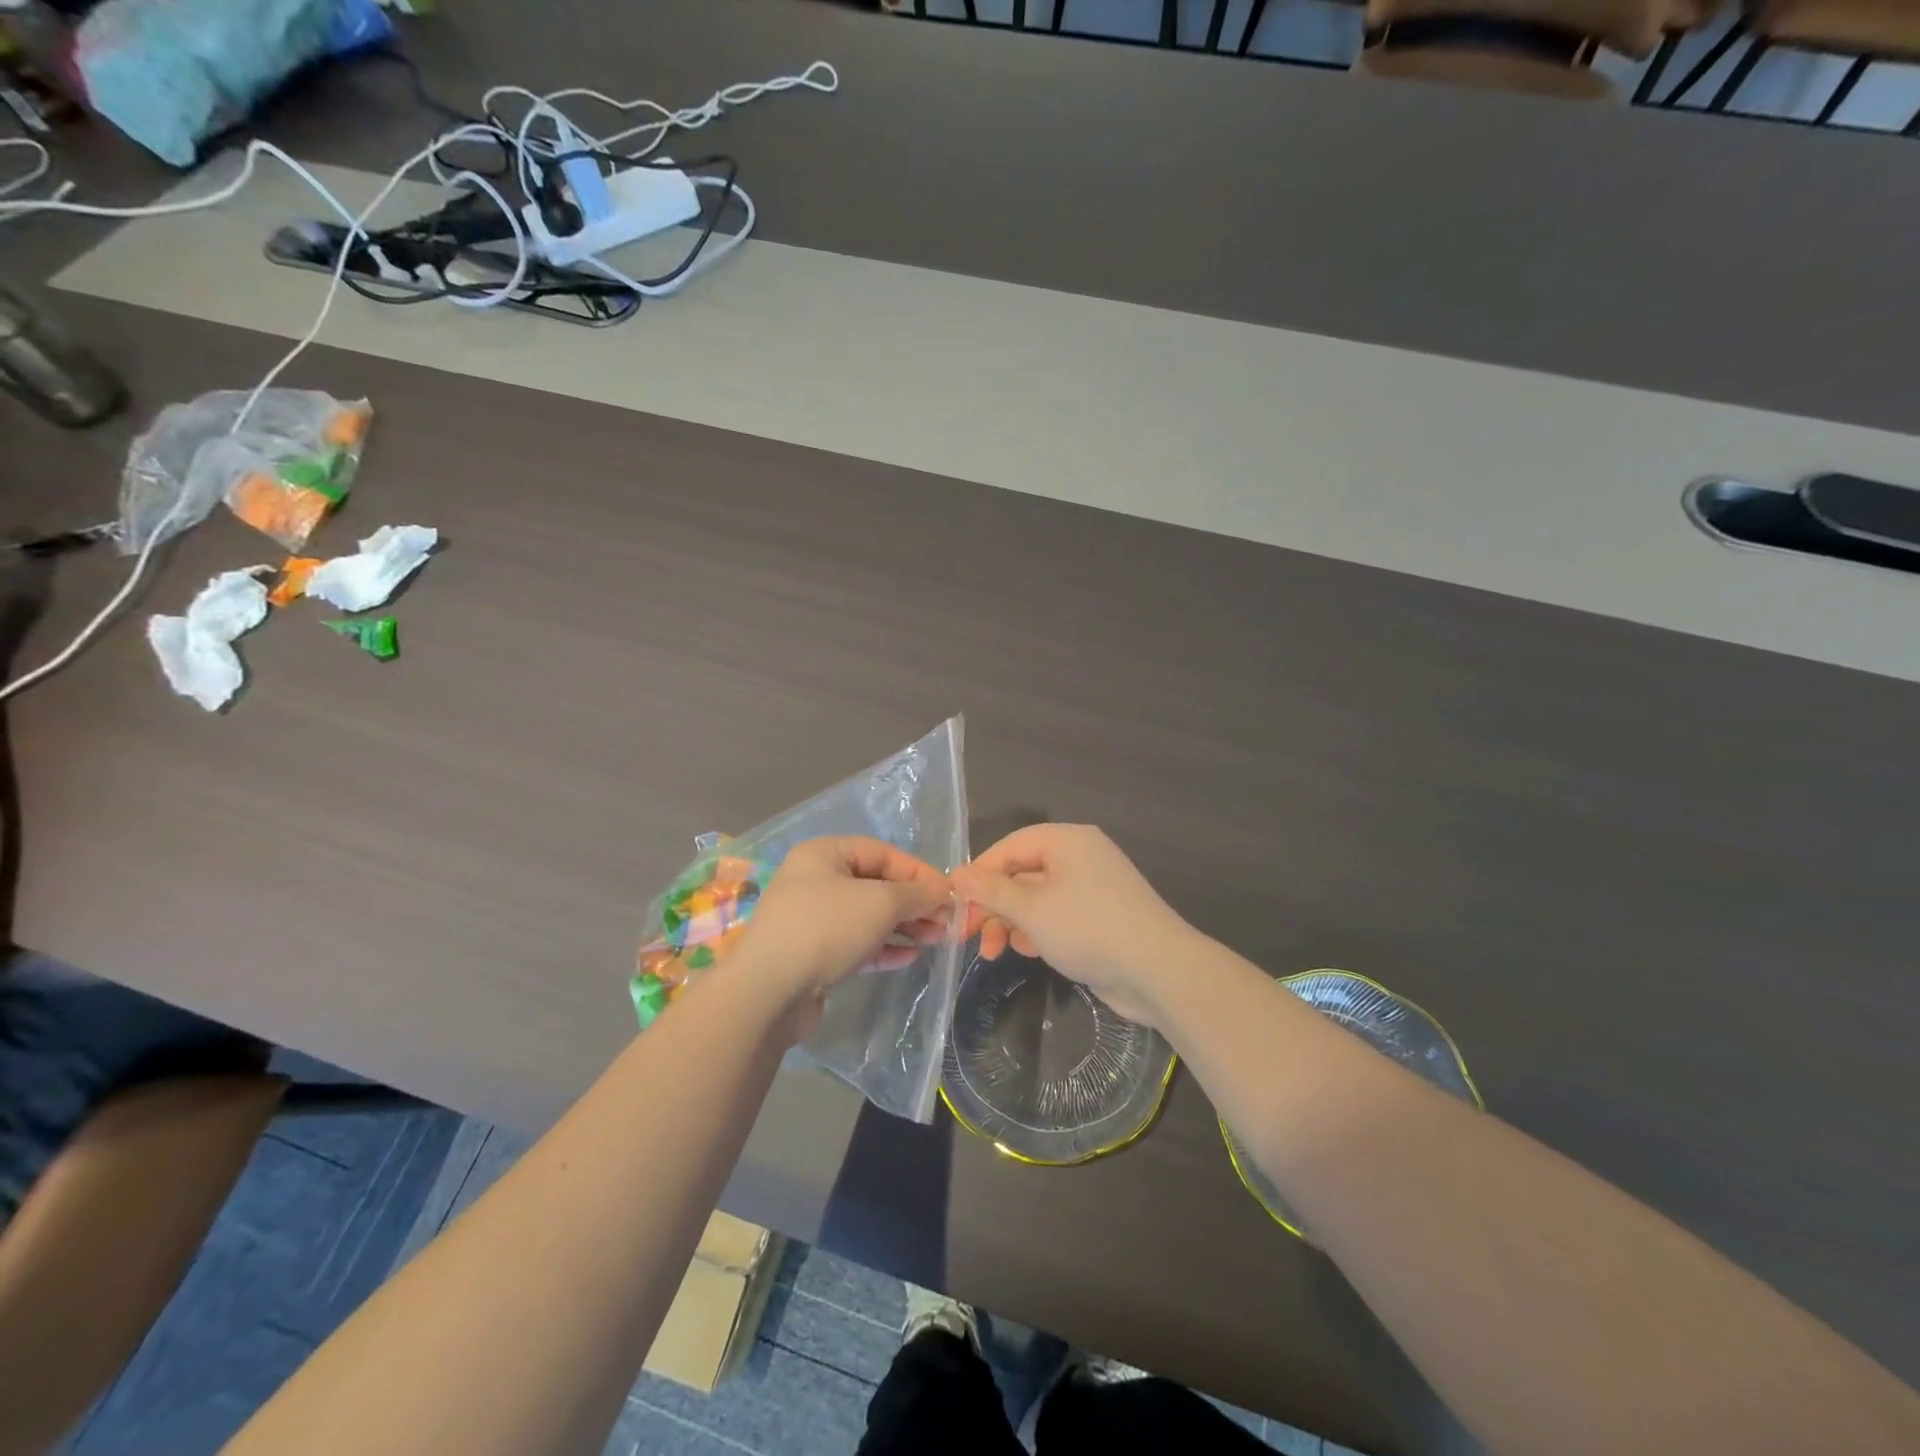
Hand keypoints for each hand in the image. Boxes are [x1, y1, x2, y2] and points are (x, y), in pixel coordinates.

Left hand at [729, 837, 952, 1030]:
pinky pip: (855, 943)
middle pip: (876, 884)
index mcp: (825, 854)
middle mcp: (815, 880)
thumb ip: (916, 894)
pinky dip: (882, 947)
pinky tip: (908, 957)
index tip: (948, 894)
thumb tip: (942, 891)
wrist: (768, 991)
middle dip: (914, 902)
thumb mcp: (880, 902)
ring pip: (867, 916)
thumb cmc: (826, 929)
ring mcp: (812, 919)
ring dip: (903, 926)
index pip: (883, 853)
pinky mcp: (812, 953)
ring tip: (936, 940)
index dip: (918, 872)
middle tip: (946, 921)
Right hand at [952, 824, 1193, 1025]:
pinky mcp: (1101, 916)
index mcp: (1066, 841)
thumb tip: (959, 875)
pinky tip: (1029, 952)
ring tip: (996, 952)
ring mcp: (1093, 887)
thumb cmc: (1088, 928)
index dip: (978, 873)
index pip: (1009, 847)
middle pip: (1022, 872)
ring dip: (1012, 922)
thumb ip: (992, 891)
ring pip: (1037, 897)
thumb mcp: (1032, 909)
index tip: (954, 903)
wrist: (1159, 971)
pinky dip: (1038, 930)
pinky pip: (1058, 914)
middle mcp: (1080, 856)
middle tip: (967, 936)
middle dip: (993, 905)